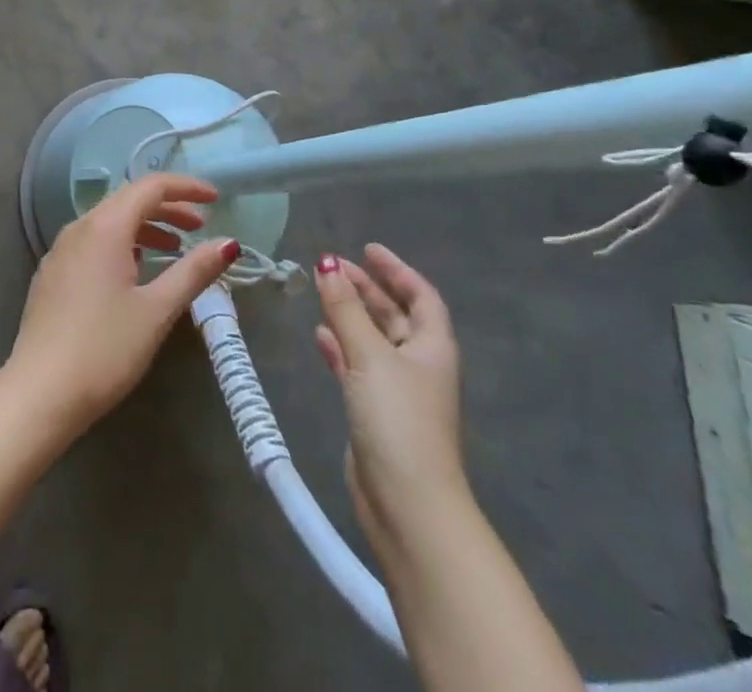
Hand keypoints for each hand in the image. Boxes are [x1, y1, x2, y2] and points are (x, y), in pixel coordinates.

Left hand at [4, 173, 238, 441]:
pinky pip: (92, 242)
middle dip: (168, 208)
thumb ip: (193, 272)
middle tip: (200, 226)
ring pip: (109, 222)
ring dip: (145, 227)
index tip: (215, 199)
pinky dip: (122, 244)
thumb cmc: (105, 349)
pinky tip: (135, 270)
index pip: (150, 187)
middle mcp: (79, 228)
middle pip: (128, 200)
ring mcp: (60, 251)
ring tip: (174, 249)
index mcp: (104, 227)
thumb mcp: (156, 310)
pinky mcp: (52, 274)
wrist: (39, 393)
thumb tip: (228, 244)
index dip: (185, 188)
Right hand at [314, 247, 466, 555]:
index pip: (420, 296)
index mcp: (432, 347)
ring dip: (349, 315)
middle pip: (394, 315)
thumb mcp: (370, 355)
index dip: (396, 270)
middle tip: (331, 266)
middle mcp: (418, 364)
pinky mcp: (375, 413)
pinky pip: (356, 365)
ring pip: (372, 339)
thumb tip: (327, 262)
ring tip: (320, 292)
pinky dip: (340, 347)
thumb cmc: (398, 419)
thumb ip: (345, 308)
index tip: (367, 248)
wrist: (406, 503)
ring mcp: (397, 391)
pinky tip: (319, 335)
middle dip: (366, 288)